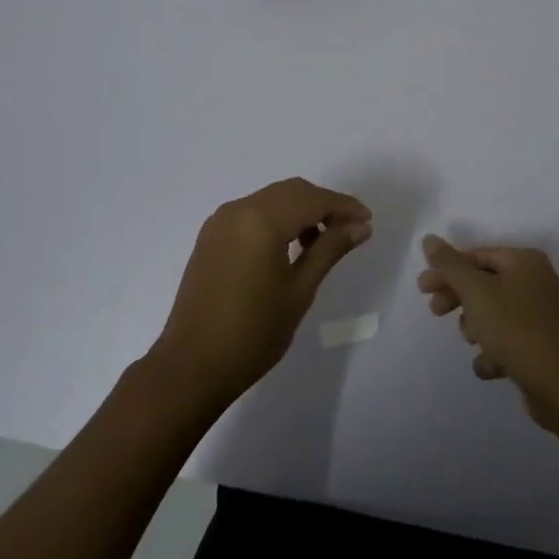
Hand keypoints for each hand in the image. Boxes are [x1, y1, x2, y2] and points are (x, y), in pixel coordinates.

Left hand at [151, 178, 371, 412]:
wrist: (191, 367)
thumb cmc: (253, 333)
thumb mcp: (299, 290)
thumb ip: (329, 250)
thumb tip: (360, 226)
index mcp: (261, 219)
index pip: (312, 199)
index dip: (343, 206)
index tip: (367, 222)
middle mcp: (238, 209)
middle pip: (291, 192)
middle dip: (323, 205)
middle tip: (349, 230)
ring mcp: (220, 221)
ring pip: (271, 199)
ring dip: (299, 211)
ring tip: (320, 243)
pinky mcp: (210, 236)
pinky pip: (252, 212)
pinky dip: (276, 219)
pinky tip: (288, 247)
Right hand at [416, 234, 558, 425]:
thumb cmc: (515, 329)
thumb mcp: (476, 292)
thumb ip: (450, 265)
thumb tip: (429, 238)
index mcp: (524, 261)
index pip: (477, 256)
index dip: (447, 270)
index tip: (422, 288)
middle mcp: (536, 281)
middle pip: (484, 284)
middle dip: (458, 298)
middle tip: (434, 311)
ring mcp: (541, 314)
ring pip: (493, 313)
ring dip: (476, 327)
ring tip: (473, 341)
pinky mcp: (541, 345)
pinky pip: (508, 339)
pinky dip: (495, 351)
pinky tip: (490, 366)